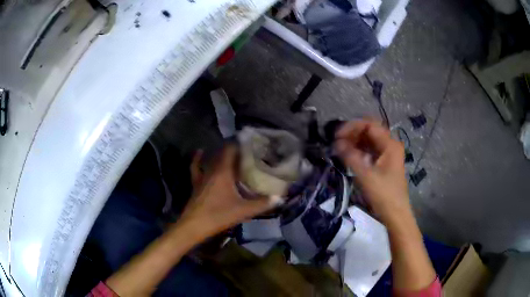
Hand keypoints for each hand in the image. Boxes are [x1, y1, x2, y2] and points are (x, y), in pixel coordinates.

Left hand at [179, 145, 275, 237]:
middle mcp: (212, 169)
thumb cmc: (218, 215)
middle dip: (235, 150)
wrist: (194, 226)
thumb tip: (280, 198)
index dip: (241, 143)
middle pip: (223, 153)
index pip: (231, 149)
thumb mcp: (243, 210)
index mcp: (223, 171)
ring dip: (221, 155)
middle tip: (248, 151)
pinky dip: (198, 159)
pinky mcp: (196, 183)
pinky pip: (196, 167)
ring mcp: (202, 176)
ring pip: (212, 159)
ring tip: (233, 154)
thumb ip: (262, 204)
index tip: (253, 143)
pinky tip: (200, 152)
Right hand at [335, 120, 409, 222]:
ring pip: (369, 141)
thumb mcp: (365, 175)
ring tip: (340, 149)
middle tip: (337, 143)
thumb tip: (336, 143)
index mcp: (390, 144)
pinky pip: (370, 151)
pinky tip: (349, 156)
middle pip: (369, 131)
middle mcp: (390, 145)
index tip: (337, 136)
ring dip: (354, 142)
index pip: (369, 125)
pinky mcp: (385, 164)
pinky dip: (359, 151)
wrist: (395, 215)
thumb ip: (350, 156)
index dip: (352, 127)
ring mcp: (388, 154)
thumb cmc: (383, 195)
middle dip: (352, 134)